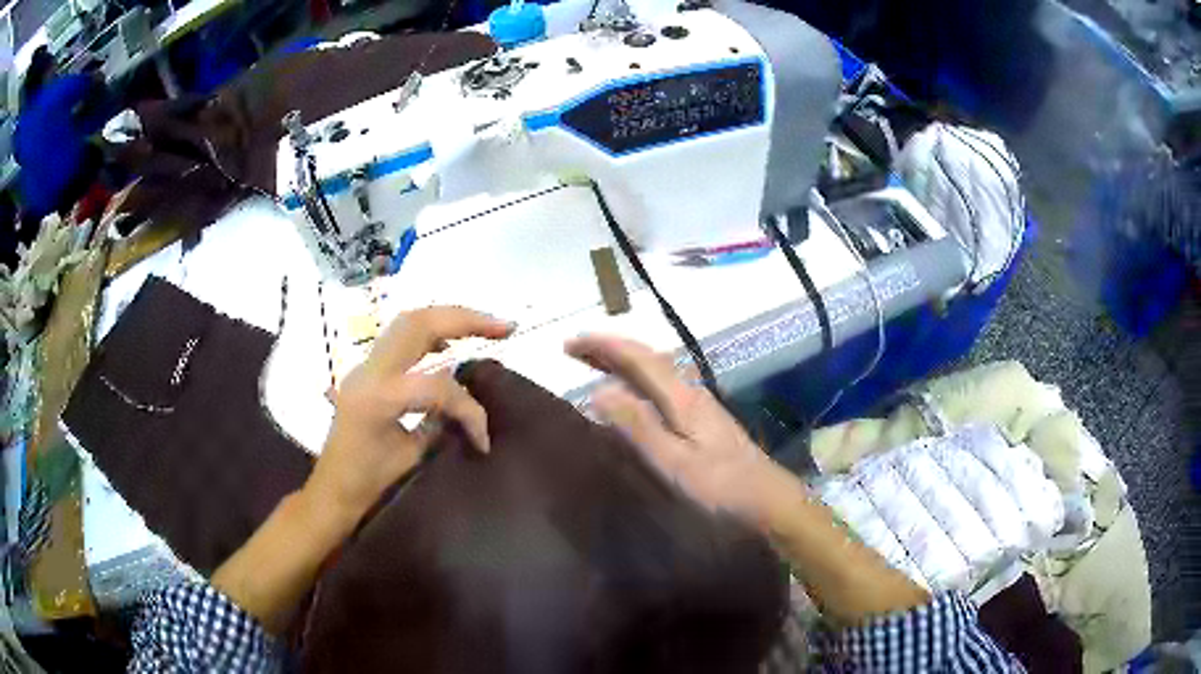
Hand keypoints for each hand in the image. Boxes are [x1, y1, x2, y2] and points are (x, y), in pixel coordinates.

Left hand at [306, 307, 513, 526]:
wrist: (331, 492)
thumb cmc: (367, 485)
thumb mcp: (411, 459)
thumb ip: (441, 426)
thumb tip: (470, 410)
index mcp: (379, 397)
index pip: (438, 386)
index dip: (469, 409)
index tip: (484, 440)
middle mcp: (369, 370)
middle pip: (420, 324)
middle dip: (466, 319)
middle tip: (505, 328)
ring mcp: (364, 365)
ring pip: (409, 322)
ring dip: (449, 319)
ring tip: (485, 327)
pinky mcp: (366, 370)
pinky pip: (400, 337)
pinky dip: (430, 332)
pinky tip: (450, 344)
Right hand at [565, 335, 794, 527]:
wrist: (769, 500)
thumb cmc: (722, 487)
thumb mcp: (675, 462)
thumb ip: (639, 426)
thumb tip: (598, 391)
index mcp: (683, 398)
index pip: (638, 358)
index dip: (603, 346)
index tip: (568, 344)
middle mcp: (691, 392)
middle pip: (647, 358)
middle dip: (609, 349)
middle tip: (573, 349)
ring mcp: (700, 404)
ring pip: (656, 370)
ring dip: (623, 361)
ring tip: (594, 363)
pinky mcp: (704, 419)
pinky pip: (662, 385)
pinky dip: (638, 379)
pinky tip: (632, 393)